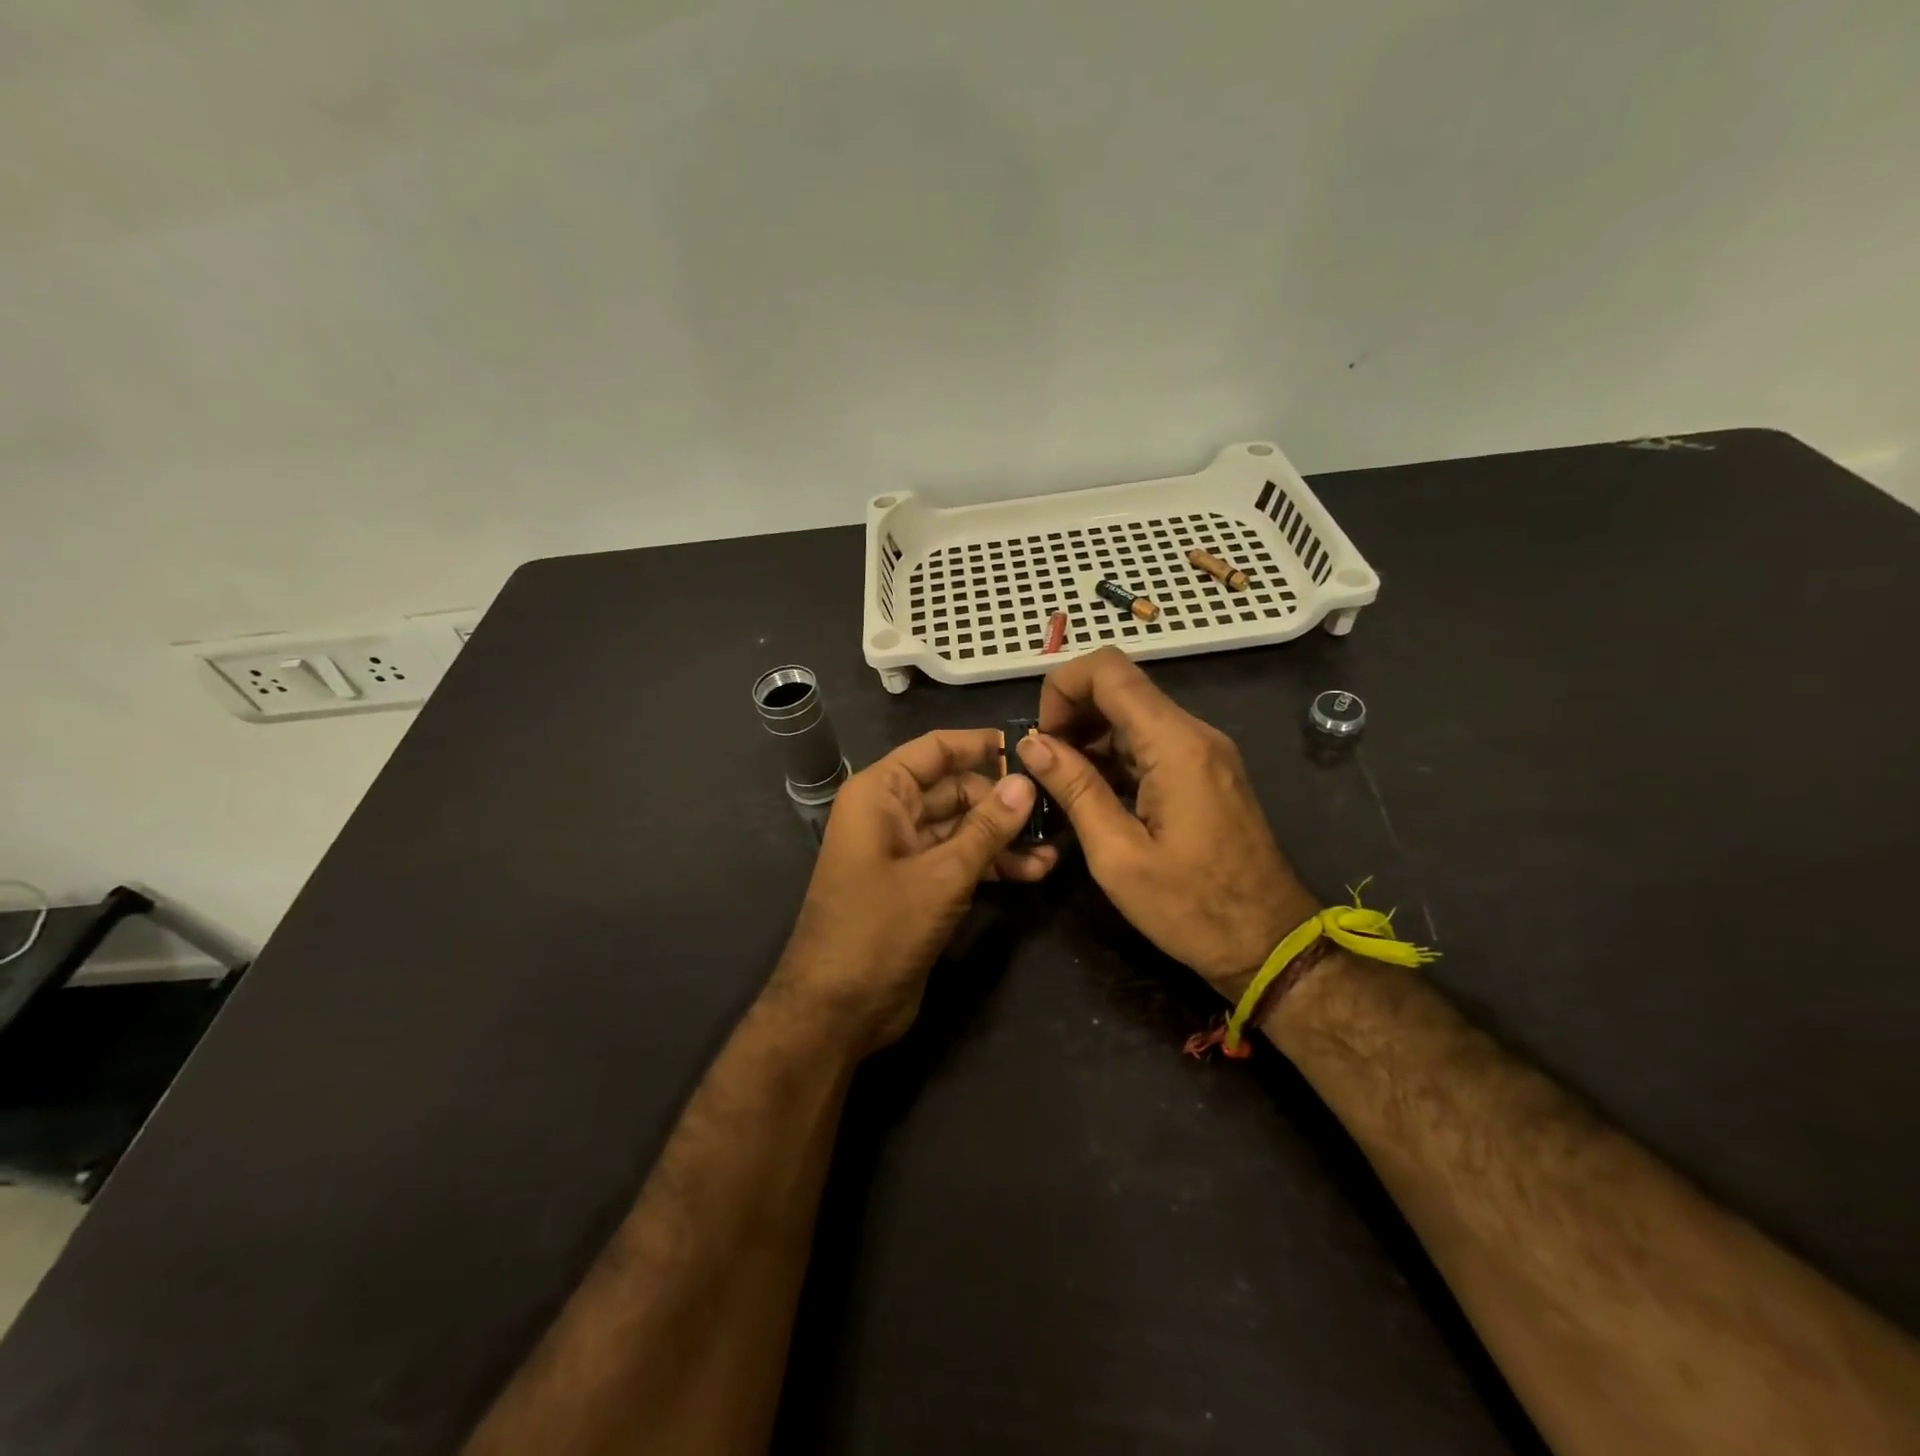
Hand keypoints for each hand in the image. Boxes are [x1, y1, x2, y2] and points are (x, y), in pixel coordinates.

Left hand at [775, 729, 1057, 1054]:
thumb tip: (1026, 782)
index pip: (935, 749)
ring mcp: (903, 852)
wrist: (837, 1011)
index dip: (980, 745)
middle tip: (1055, 808)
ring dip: (1003, 837)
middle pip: (954, 788)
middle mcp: (890, 814)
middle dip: (1001, 800)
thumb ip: (987, 828)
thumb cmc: (879, 929)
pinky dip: (991, 864)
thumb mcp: (941, 875)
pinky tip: (1033, 873)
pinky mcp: (917, 886)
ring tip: (1053, 848)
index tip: (1030, 749)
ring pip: (961, 827)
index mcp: (880, 794)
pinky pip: (958, 860)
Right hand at [1016, 648, 1317, 997]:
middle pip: (1121, 687)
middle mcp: (1195, 733)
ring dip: (1091, 738)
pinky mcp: (1206, 771)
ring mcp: (1205, 751)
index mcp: (1175, 745)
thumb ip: (1074, 789)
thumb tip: (1032, 743)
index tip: (1041, 738)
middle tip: (1046, 768)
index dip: (1062, 687)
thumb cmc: (1191, 908)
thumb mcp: (1117, 855)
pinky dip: (1115, 756)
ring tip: (1064, 787)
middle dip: (1072, 714)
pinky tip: (1096, 795)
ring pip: (1133, 715)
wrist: (1270, 944)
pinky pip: (1151, 743)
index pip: (1109, 670)